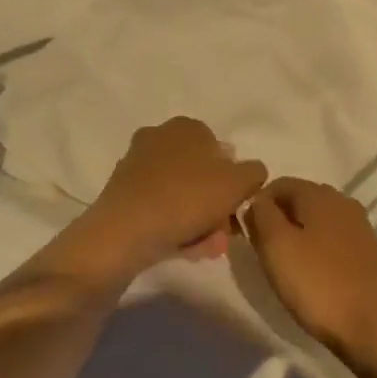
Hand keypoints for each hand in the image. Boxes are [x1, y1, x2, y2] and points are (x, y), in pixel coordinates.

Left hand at [67, 118, 266, 284]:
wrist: (123, 233)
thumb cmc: (185, 199)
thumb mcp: (237, 183)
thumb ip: (253, 173)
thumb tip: (251, 172)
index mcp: (186, 127)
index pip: (221, 150)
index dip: (234, 181)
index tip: (238, 208)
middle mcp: (159, 138)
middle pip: (201, 175)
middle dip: (216, 206)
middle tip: (224, 234)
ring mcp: (137, 167)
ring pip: (181, 195)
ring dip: (199, 221)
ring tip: (207, 249)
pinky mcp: (122, 195)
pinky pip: (160, 209)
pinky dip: (175, 226)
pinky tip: (185, 250)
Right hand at [243, 178, 376, 375]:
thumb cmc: (320, 284)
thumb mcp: (277, 246)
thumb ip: (261, 215)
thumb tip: (256, 200)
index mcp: (318, 193)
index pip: (278, 184)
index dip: (257, 205)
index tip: (247, 235)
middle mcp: (342, 201)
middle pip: (299, 200)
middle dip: (277, 221)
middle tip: (264, 254)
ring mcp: (360, 227)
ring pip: (317, 222)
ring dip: (298, 238)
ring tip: (287, 269)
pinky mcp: (369, 253)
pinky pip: (334, 242)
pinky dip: (318, 252)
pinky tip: (314, 278)